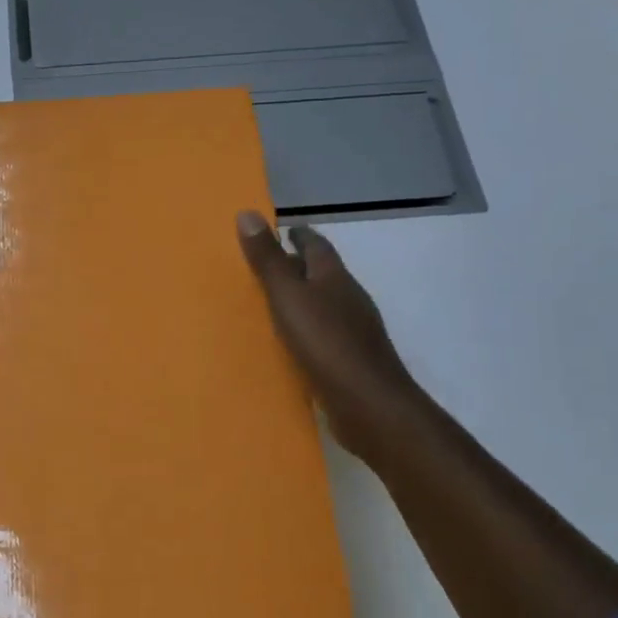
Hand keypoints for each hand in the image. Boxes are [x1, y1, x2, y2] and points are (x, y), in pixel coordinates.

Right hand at [237, 211, 428, 466]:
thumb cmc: (327, 343)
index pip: (317, 246)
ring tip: (271, 301)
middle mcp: (348, 299)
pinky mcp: (350, 360)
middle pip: (322, 274)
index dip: (300, 235)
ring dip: (302, 299)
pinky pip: (322, 334)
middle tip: (267, 263)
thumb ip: (268, 260)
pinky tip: (289, 342)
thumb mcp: (288, 296)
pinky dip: (305, 330)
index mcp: (334, 278)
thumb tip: (247, 212)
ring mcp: (353, 331)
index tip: (283, 229)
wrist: (370, 404)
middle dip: (299, 266)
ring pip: (324, 305)